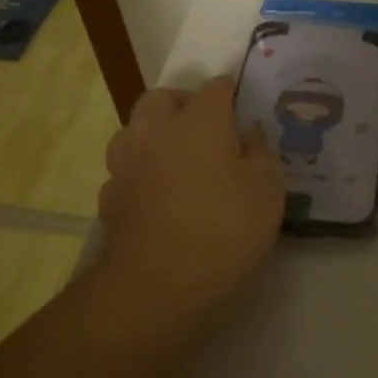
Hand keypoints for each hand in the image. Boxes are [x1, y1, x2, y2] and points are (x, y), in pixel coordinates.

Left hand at [87, 75, 283, 347]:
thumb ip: (260, 152)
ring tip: (180, 159)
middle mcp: (156, 132)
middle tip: (209, 128)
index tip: (244, 107)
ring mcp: (126, 166)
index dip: (231, 93)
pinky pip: (126, 170)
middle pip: (162, 98)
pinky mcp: (110, 200)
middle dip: (184, 103)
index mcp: (199, 121)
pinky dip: (142, 172)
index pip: (215, 88)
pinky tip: (159, 195)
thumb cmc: (224, 230)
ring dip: (155, 134)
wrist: (156, 289)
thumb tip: (246, 132)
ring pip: (135, 130)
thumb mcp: (268, 189)